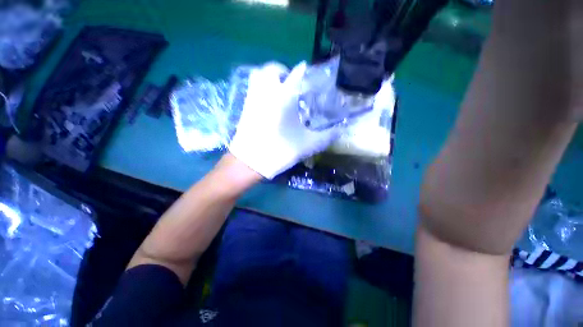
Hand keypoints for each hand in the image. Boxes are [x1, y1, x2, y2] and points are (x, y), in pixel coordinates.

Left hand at [229, 62, 339, 178]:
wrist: (249, 162)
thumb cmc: (279, 151)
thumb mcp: (307, 145)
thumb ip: (326, 136)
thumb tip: (340, 130)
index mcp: (284, 97)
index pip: (296, 75)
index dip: (304, 72)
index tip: (309, 73)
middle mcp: (267, 92)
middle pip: (271, 69)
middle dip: (282, 71)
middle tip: (291, 83)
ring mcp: (253, 99)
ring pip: (258, 75)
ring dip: (269, 77)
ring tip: (279, 89)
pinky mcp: (245, 107)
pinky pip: (252, 88)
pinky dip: (261, 88)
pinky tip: (269, 102)